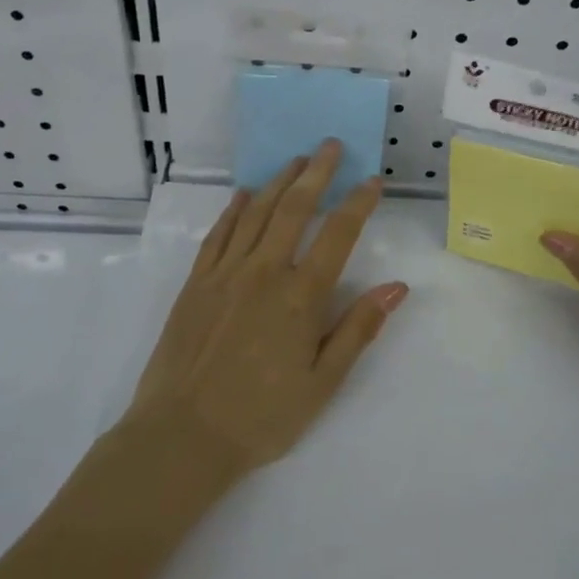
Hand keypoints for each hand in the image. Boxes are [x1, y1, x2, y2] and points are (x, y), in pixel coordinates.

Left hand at [125, 140, 408, 477]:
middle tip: (329, 144)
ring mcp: (225, 273)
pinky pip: (218, 234)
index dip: (358, 203)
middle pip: (294, 209)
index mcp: (300, 296)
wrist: (182, 434)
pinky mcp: (196, 283)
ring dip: (278, 182)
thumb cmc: (261, 416)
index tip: (372, 180)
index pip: (337, 235)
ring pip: (256, 213)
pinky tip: (245, 195)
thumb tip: (396, 287)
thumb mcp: (322, 383)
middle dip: (316, 172)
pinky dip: (234, 209)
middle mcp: (263, 272)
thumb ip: (358, 330)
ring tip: (295, 160)